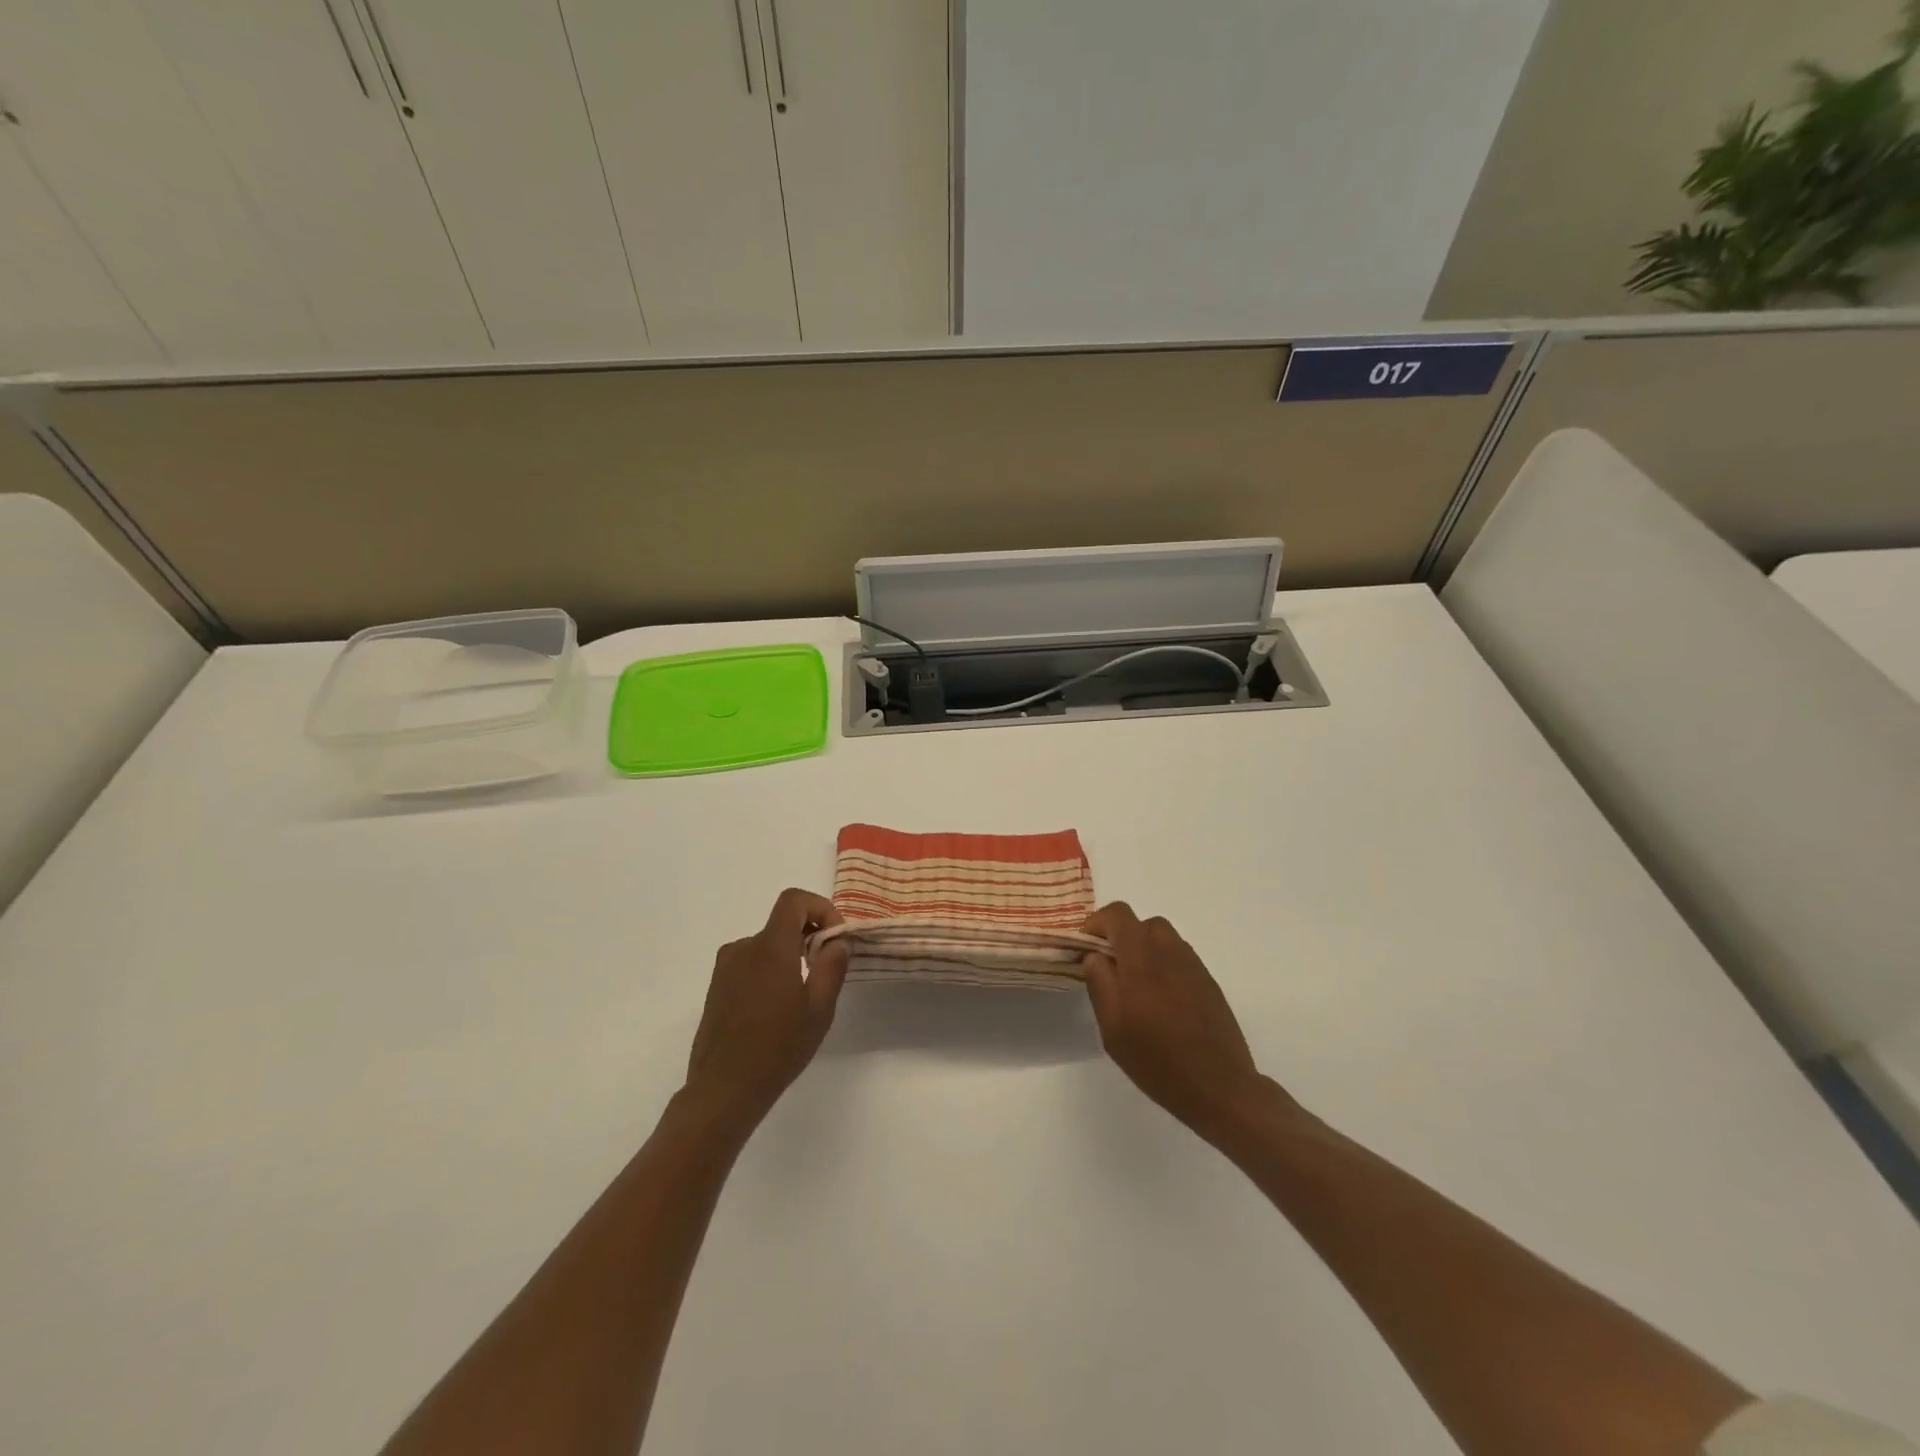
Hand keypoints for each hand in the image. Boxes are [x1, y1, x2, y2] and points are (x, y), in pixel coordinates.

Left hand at [684, 889, 849, 1133]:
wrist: (723, 1090)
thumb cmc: (778, 1047)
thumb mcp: (820, 1008)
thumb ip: (833, 965)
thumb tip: (838, 940)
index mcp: (770, 947)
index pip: (794, 900)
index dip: (821, 908)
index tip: (835, 938)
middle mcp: (743, 948)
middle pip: (782, 923)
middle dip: (810, 936)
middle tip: (828, 969)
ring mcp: (726, 968)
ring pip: (767, 945)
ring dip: (790, 956)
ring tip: (803, 995)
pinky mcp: (716, 987)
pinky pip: (751, 963)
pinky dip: (771, 970)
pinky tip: (778, 1009)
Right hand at [1081, 903, 1274, 1139]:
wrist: (1219, 1087)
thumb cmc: (1157, 1060)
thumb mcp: (1113, 1027)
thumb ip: (1099, 983)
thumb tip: (1094, 955)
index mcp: (1142, 958)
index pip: (1117, 914)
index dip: (1097, 923)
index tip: (1086, 948)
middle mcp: (1170, 951)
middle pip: (1142, 923)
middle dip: (1121, 937)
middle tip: (1110, 969)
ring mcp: (1194, 965)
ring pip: (1163, 939)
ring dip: (1144, 950)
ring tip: (1136, 987)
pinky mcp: (1208, 982)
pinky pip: (1179, 958)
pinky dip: (1163, 965)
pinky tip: (1161, 1002)